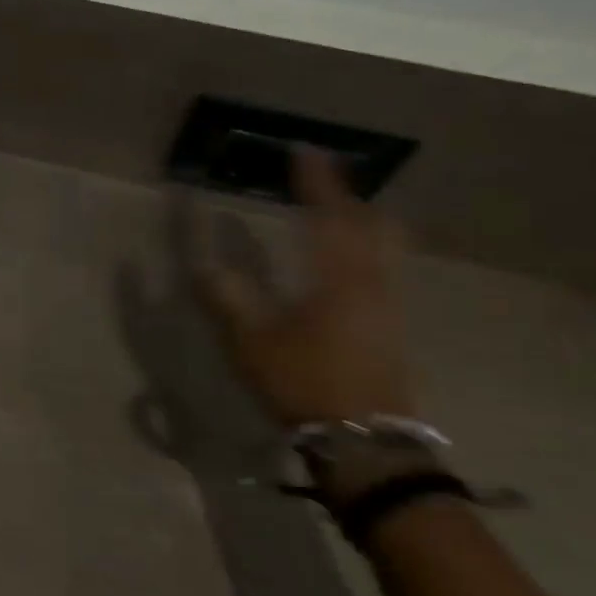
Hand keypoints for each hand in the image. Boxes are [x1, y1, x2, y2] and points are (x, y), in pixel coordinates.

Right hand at [190, 148, 414, 427]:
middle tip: (321, 184)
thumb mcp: (251, 340)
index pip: (329, 215)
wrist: (366, 444)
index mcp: (338, 277)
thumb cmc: (305, 383)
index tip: (304, 151)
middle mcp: (372, 282)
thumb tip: (203, 264)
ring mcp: (389, 307)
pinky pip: (383, 270)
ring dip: (360, 223)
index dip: (316, 181)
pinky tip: (344, 267)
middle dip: (348, 198)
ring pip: (384, 248)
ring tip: (332, 217)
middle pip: (373, 225)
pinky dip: (364, 250)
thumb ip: (226, 297)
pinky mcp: (392, 329)